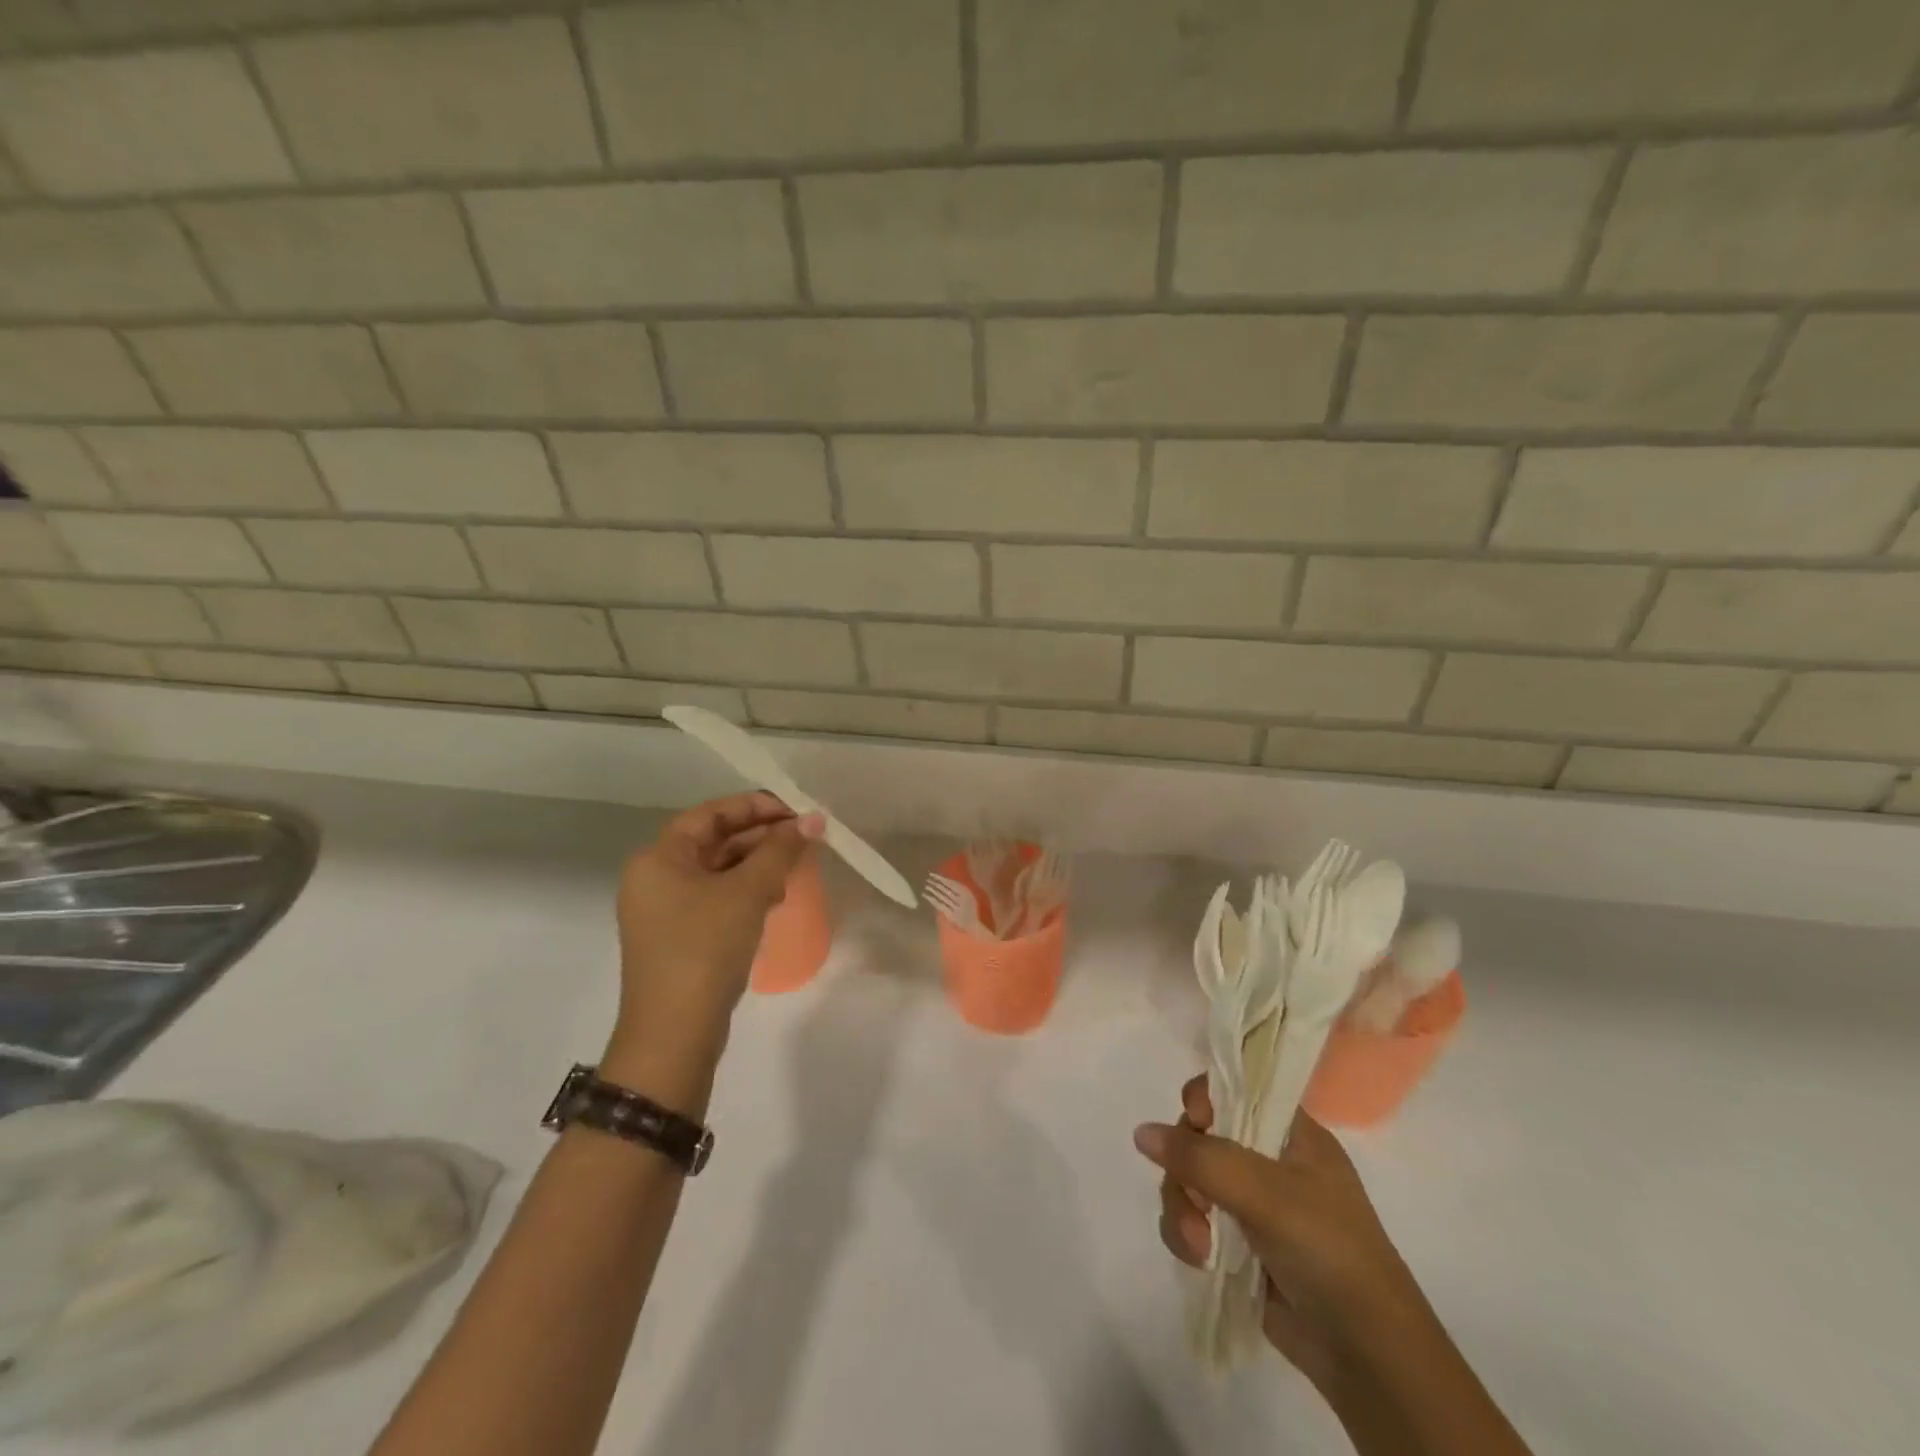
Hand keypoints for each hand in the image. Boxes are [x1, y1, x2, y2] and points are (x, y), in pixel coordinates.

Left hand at [612, 793, 823, 1043]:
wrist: (674, 1034)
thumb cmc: (705, 948)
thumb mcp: (748, 892)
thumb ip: (781, 850)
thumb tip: (814, 819)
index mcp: (658, 858)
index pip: (710, 813)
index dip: (755, 806)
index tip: (796, 813)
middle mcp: (655, 878)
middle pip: (714, 841)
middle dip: (761, 837)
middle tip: (804, 840)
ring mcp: (665, 910)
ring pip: (718, 871)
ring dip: (757, 865)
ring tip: (796, 868)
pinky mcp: (679, 937)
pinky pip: (716, 899)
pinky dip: (746, 892)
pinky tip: (776, 899)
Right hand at [1134, 1077, 1416, 1394]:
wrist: (1368, 1357)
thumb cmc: (1329, 1251)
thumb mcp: (1267, 1193)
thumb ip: (1201, 1158)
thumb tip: (1141, 1132)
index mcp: (1291, 1133)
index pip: (1237, 1088)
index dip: (1208, 1097)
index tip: (1196, 1119)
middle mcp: (1268, 1160)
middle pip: (1200, 1134)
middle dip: (1185, 1166)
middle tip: (1193, 1198)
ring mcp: (1252, 1203)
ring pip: (1189, 1179)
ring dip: (1182, 1207)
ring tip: (1197, 1245)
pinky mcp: (1237, 1244)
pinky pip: (1191, 1219)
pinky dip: (1186, 1234)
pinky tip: (1199, 1259)